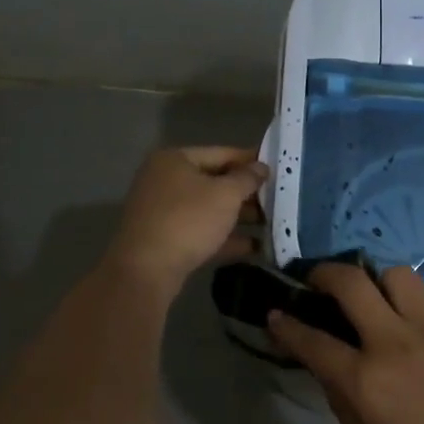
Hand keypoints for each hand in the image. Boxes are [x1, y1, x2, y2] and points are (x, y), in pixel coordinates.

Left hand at [106, 146, 266, 293]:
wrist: (146, 270)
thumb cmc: (188, 220)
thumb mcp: (225, 195)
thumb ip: (247, 178)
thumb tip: (261, 167)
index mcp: (175, 160)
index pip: (221, 153)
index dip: (250, 160)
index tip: (276, 169)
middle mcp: (165, 180)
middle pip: (214, 181)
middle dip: (246, 193)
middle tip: (277, 199)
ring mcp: (162, 211)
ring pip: (209, 209)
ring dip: (239, 217)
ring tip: (271, 224)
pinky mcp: (165, 240)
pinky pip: (201, 232)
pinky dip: (225, 237)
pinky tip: (255, 247)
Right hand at [268, 264, 423, 423]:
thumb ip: (343, 402)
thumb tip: (330, 366)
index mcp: (365, 380)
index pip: (312, 341)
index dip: (287, 325)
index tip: (276, 313)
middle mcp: (394, 342)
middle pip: (351, 283)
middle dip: (326, 274)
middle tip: (323, 282)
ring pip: (399, 274)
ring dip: (384, 285)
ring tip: (387, 302)